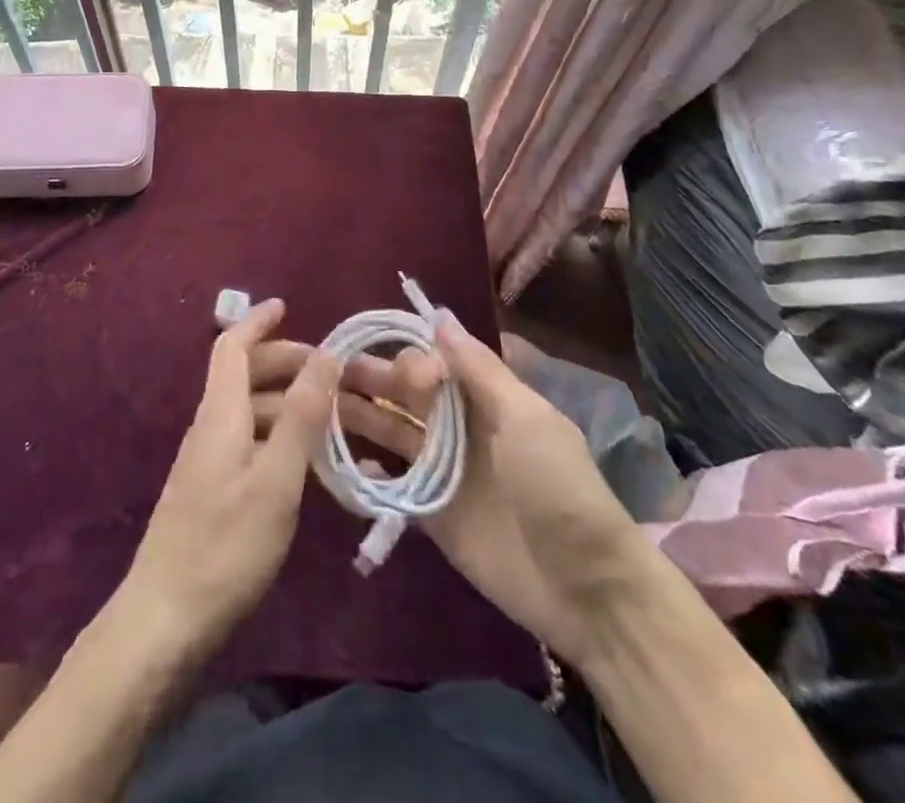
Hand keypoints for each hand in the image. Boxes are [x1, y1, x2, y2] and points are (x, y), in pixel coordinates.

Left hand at [116, 299, 338, 659]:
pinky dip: (278, 434)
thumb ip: (302, 414)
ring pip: (248, 409)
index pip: (232, 346)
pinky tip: (306, 461)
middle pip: (243, 374)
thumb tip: (327, 353)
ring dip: (286, 401)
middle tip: (330, 372)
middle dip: (284, 361)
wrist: (165, 620)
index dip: (257, 322)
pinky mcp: (211, 491)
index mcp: (220, 413)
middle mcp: (210, 426)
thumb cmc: (226, 545)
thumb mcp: (277, 478)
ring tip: (332, 416)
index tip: (286, 305)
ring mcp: (207, 460)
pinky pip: (248, 440)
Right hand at [270, 322, 645, 661]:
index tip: (395, 370)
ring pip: (392, 432)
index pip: (434, 363)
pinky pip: (392, 484)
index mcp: (485, 398)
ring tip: (318, 406)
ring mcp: (443, 471)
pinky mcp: (432, 514)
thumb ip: (479, 369)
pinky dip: (368, 473)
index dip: (409, 359)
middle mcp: (459, 427)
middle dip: (372, 379)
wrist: (586, 589)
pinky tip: (344, 464)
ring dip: (360, 417)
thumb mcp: (526, 418)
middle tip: (326, 372)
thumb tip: (439, 315)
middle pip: (406, 394)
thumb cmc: (558, 487)